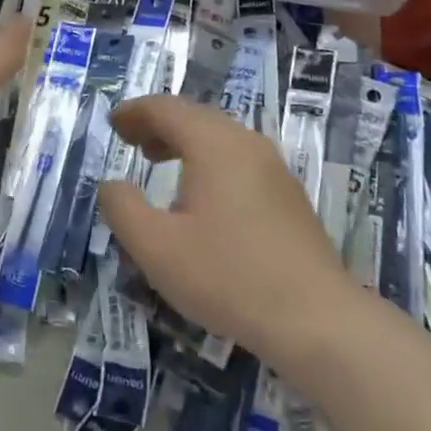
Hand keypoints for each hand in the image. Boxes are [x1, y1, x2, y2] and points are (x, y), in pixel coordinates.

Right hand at [98, 96, 349, 363]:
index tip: (113, 123)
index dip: (135, 112)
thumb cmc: (229, 277)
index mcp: (213, 144)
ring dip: (183, 142)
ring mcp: (273, 168)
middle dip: (158, 124)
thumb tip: (111, 184)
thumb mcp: (157, 248)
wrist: (319, 321)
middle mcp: (246, 143)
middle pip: (195, 117)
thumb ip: (122, 209)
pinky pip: (238, 160)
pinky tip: (201, 198)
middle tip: (130, 141)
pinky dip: (208, 161)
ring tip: (158, 162)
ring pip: (219, 138)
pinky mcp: (288, 196)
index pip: (166, 109)